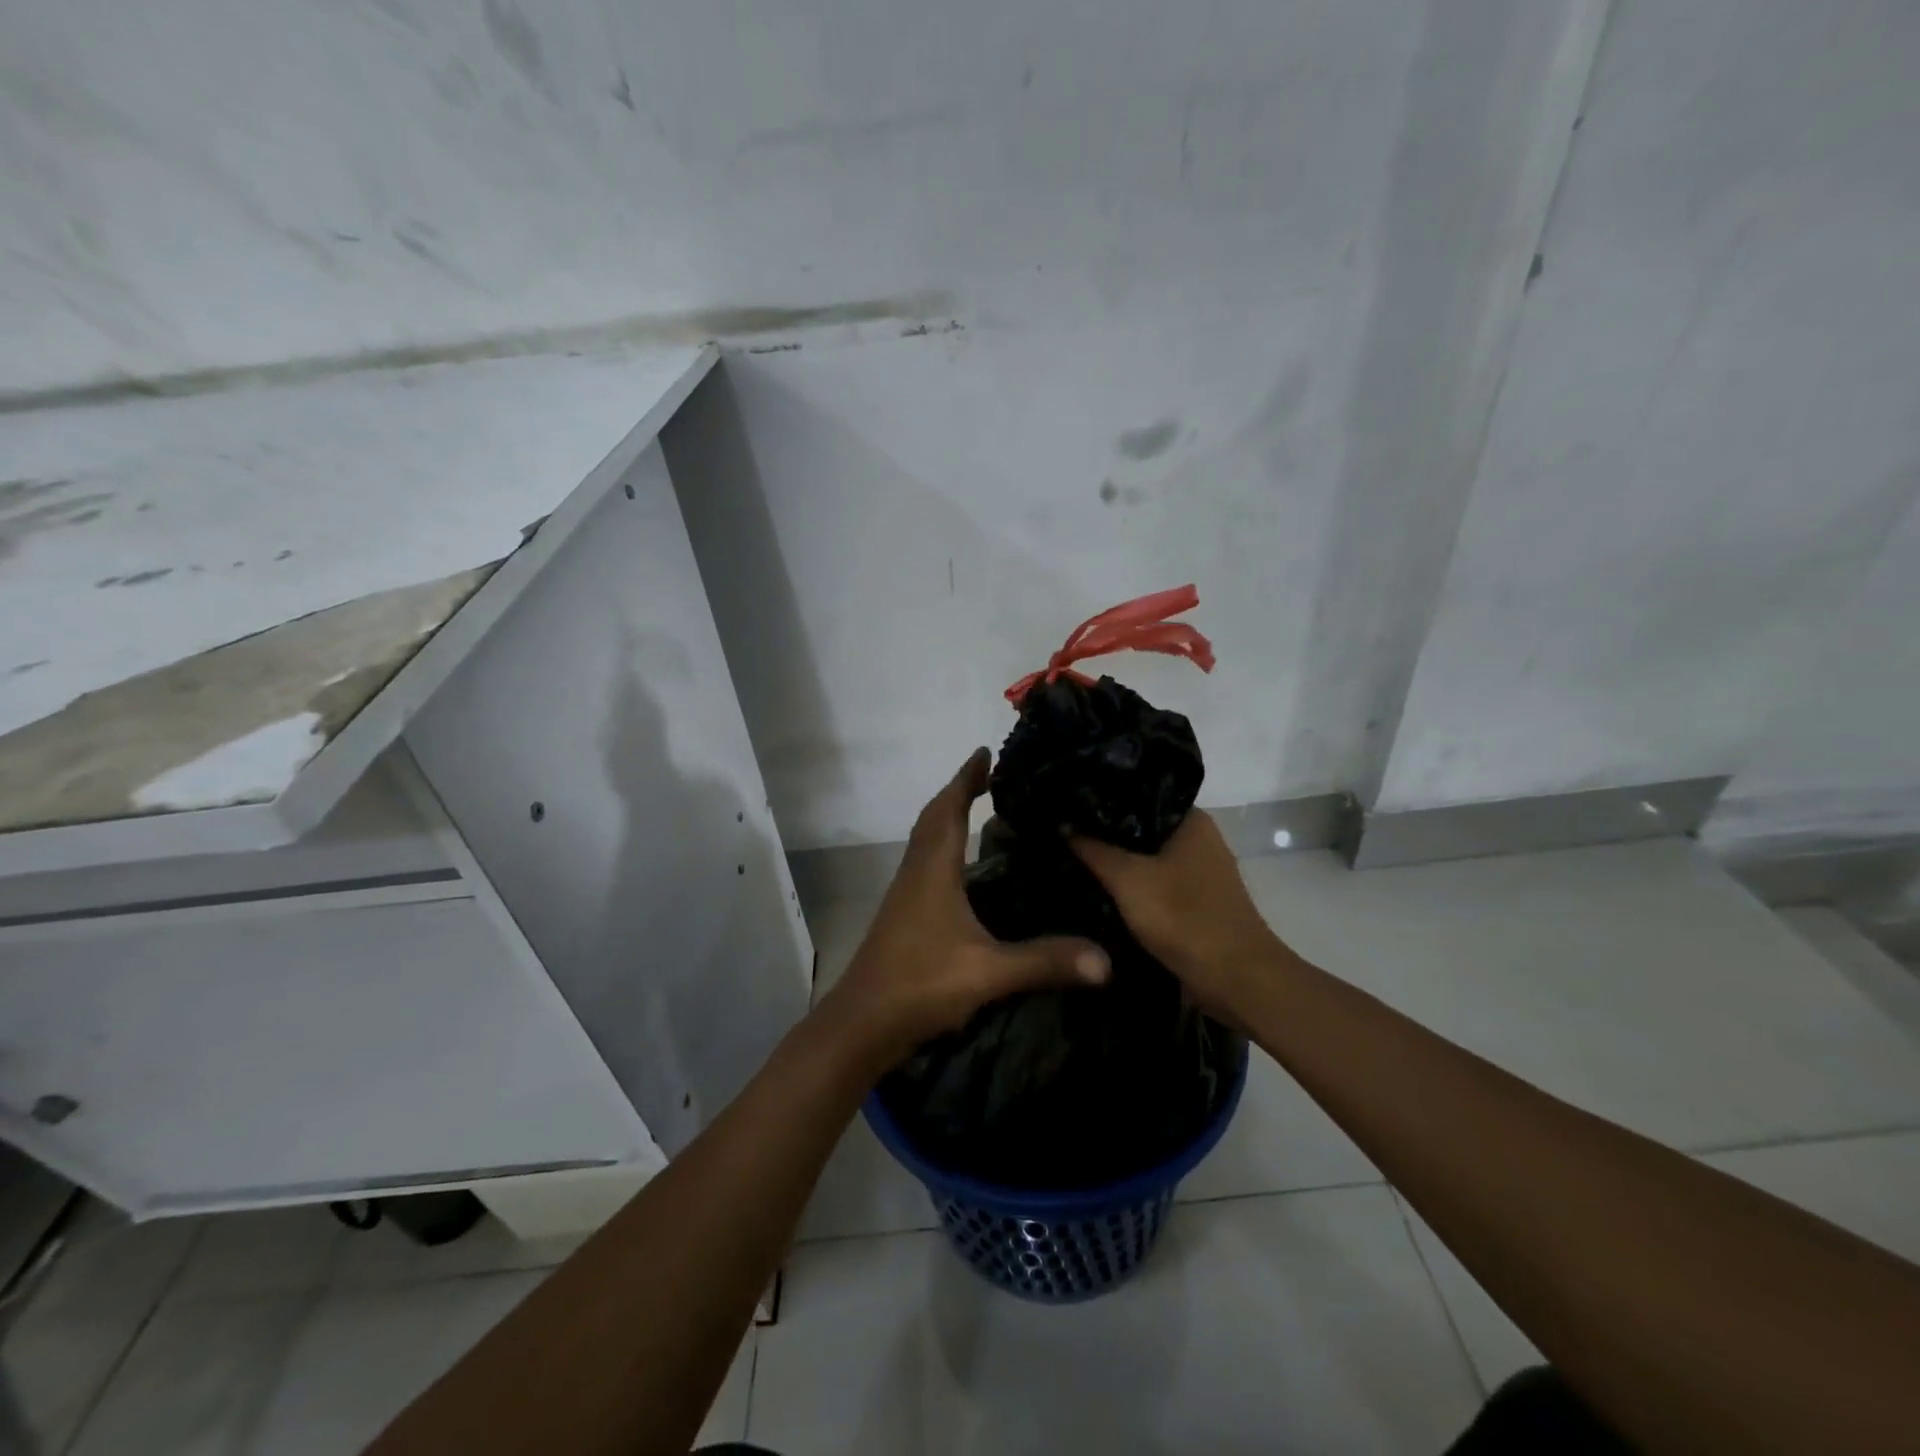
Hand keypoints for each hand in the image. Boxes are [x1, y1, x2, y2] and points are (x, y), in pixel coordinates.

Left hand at [819, 749, 1110, 1072]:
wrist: (862, 1024)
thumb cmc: (920, 985)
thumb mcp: (988, 973)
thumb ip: (1045, 962)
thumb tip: (1106, 959)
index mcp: (933, 871)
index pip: (949, 810)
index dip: (966, 779)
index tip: (984, 753)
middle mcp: (915, 873)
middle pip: (933, 818)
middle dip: (958, 791)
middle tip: (988, 776)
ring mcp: (905, 895)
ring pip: (925, 841)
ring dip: (947, 818)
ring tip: (979, 810)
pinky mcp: (902, 916)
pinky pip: (924, 863)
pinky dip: (943, 848)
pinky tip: (962, 870)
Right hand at [1070, 810, 1284, 1023]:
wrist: (1235, 979)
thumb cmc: (1183, 917)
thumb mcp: (1128, 879)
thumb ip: (1093, 849)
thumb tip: (1062, 823)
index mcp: (1191, 820)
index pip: (1138, 795)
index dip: (1101, 799)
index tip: (1065, 803)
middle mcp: (1198, 839)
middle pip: (1140, 828)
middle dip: (1103, 833)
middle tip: (1059, 831)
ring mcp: (1198, 873)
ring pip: (1145, 858)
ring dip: (1115, 863)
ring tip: (1069, 856)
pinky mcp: (1194, 903)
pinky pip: (1153, 884)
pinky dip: (1129, 887)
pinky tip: (1096, 889)